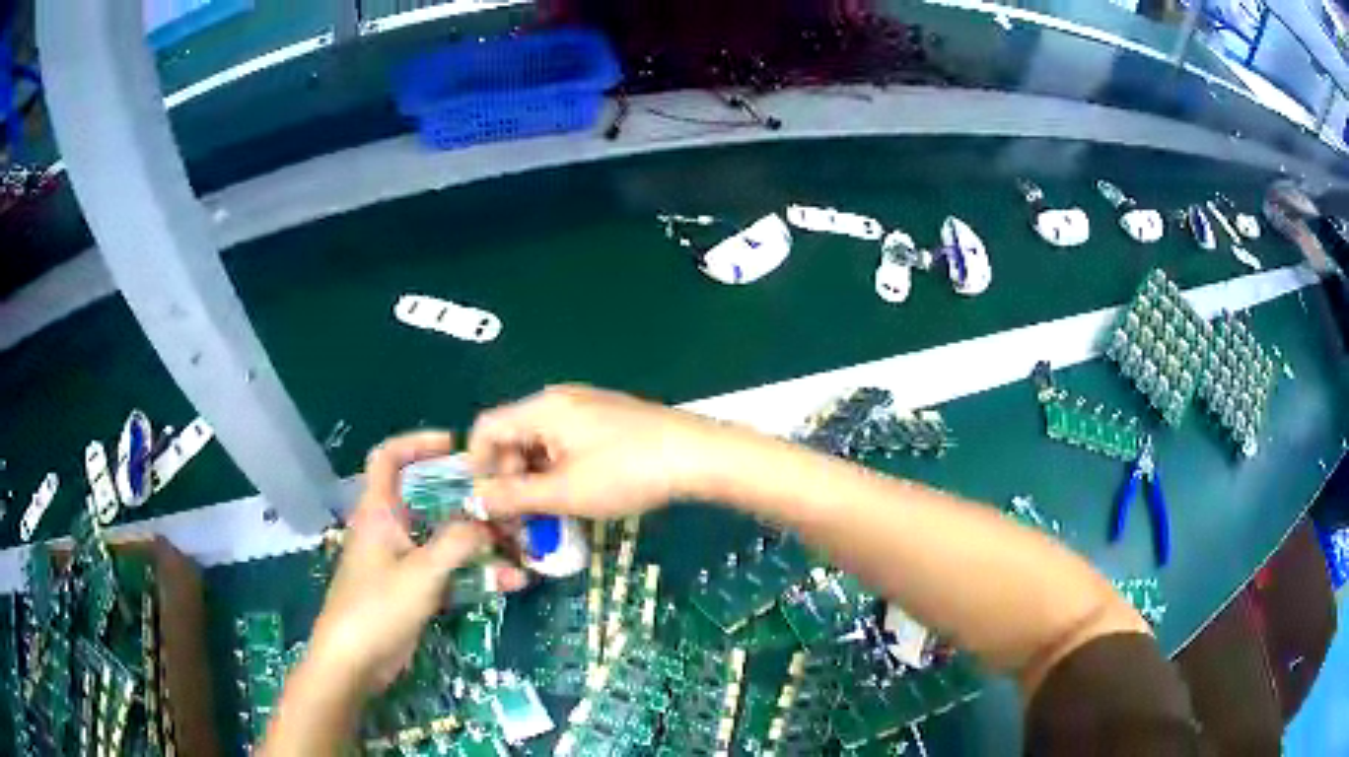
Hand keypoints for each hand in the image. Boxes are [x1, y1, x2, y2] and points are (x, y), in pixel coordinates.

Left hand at [306, 431, 523, 695]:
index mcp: (379, 511)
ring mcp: (401, 561)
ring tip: (518, 544)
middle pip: (426, 498)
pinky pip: (448, 570)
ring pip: (443, 538)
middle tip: (501, 500)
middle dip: (465, 498)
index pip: (389, 457)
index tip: (456, 446)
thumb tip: (490, 521)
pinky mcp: (413, 589)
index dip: (418, 443)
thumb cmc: (378, 606)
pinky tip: (510, 582)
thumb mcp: (422, 572)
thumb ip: (458, 542)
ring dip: (478, 541)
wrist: (355, 661)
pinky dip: (474, 572)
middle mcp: (389, 529)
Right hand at [467, 385, 737, 518]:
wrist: (698, 455)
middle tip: (521, 515)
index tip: (487, 502)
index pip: (487, 428)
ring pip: (541, 441)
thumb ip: (515, 496)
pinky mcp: (608, 419)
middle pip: (513, 434)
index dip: (477, 465)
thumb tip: (478, 498)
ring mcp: (587, 406)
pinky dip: (559, 467)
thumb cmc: (626, 473)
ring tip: (550, 511)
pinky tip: (577, 493)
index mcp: (542, 408)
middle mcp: (560, 399)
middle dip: (510, 476)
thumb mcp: (565, 492)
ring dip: (535, 476)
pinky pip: (567, 441)